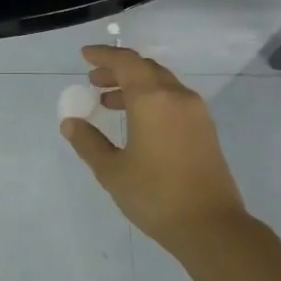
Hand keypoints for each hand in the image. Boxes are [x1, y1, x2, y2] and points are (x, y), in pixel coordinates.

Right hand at [61, 45, 249, 253]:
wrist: (210, 225)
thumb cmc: (155, 196)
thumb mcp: (112, 171)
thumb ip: (89, 142)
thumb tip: (71, 122)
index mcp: (152, 100)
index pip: (126, 62)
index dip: (104, 56)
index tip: (84, 56)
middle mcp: (177, 97)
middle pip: (145, 69)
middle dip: (118, 70)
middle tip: (94, 81)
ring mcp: (196, 112)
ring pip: (162, 84)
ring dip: (135, 86)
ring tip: (110, 102)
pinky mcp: (205, 129)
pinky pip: (174, 100)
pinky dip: (152, 100)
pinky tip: (137, 122)